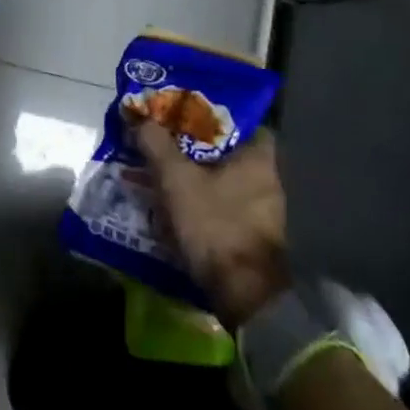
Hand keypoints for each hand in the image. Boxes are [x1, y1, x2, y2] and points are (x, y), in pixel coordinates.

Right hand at [133, 122, 290, 327]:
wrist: (246, 296)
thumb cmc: (216, 224)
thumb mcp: (176, 179)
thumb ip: (156, 144)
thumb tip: (141, 118)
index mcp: (259, 154)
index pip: (234, 118)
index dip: (204, 113)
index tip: (177, 114)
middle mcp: (268, 177)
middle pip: (222, 150)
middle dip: (190, 147)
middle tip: (160, 142)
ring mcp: (264, 209)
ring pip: (219, 179)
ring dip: (191, 176)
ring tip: (158, 174)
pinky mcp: (254, 235)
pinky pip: (221, 204)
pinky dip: (199, 201)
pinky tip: (172, 205)